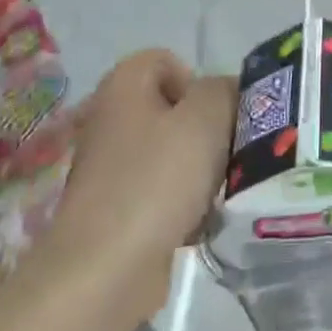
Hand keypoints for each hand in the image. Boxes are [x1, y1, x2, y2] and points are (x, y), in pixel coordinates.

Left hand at [39, 49, 235, 313]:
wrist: (104, 270)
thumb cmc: (156, 180)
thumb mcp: (206, 119)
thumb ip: (224, 91)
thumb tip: (227, 92)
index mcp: (122, 88)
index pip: (165, 60)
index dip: (196, 80)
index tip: (214, 115)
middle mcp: (110, 121)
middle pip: (172, 108)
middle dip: (206, 128)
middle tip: (225, 153)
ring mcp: (110, 169)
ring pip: (171, 152)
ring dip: (200, 168)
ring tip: (215, 191)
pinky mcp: (116, 210)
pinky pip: (161, 191)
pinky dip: (183, 202)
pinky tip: (198, 221)